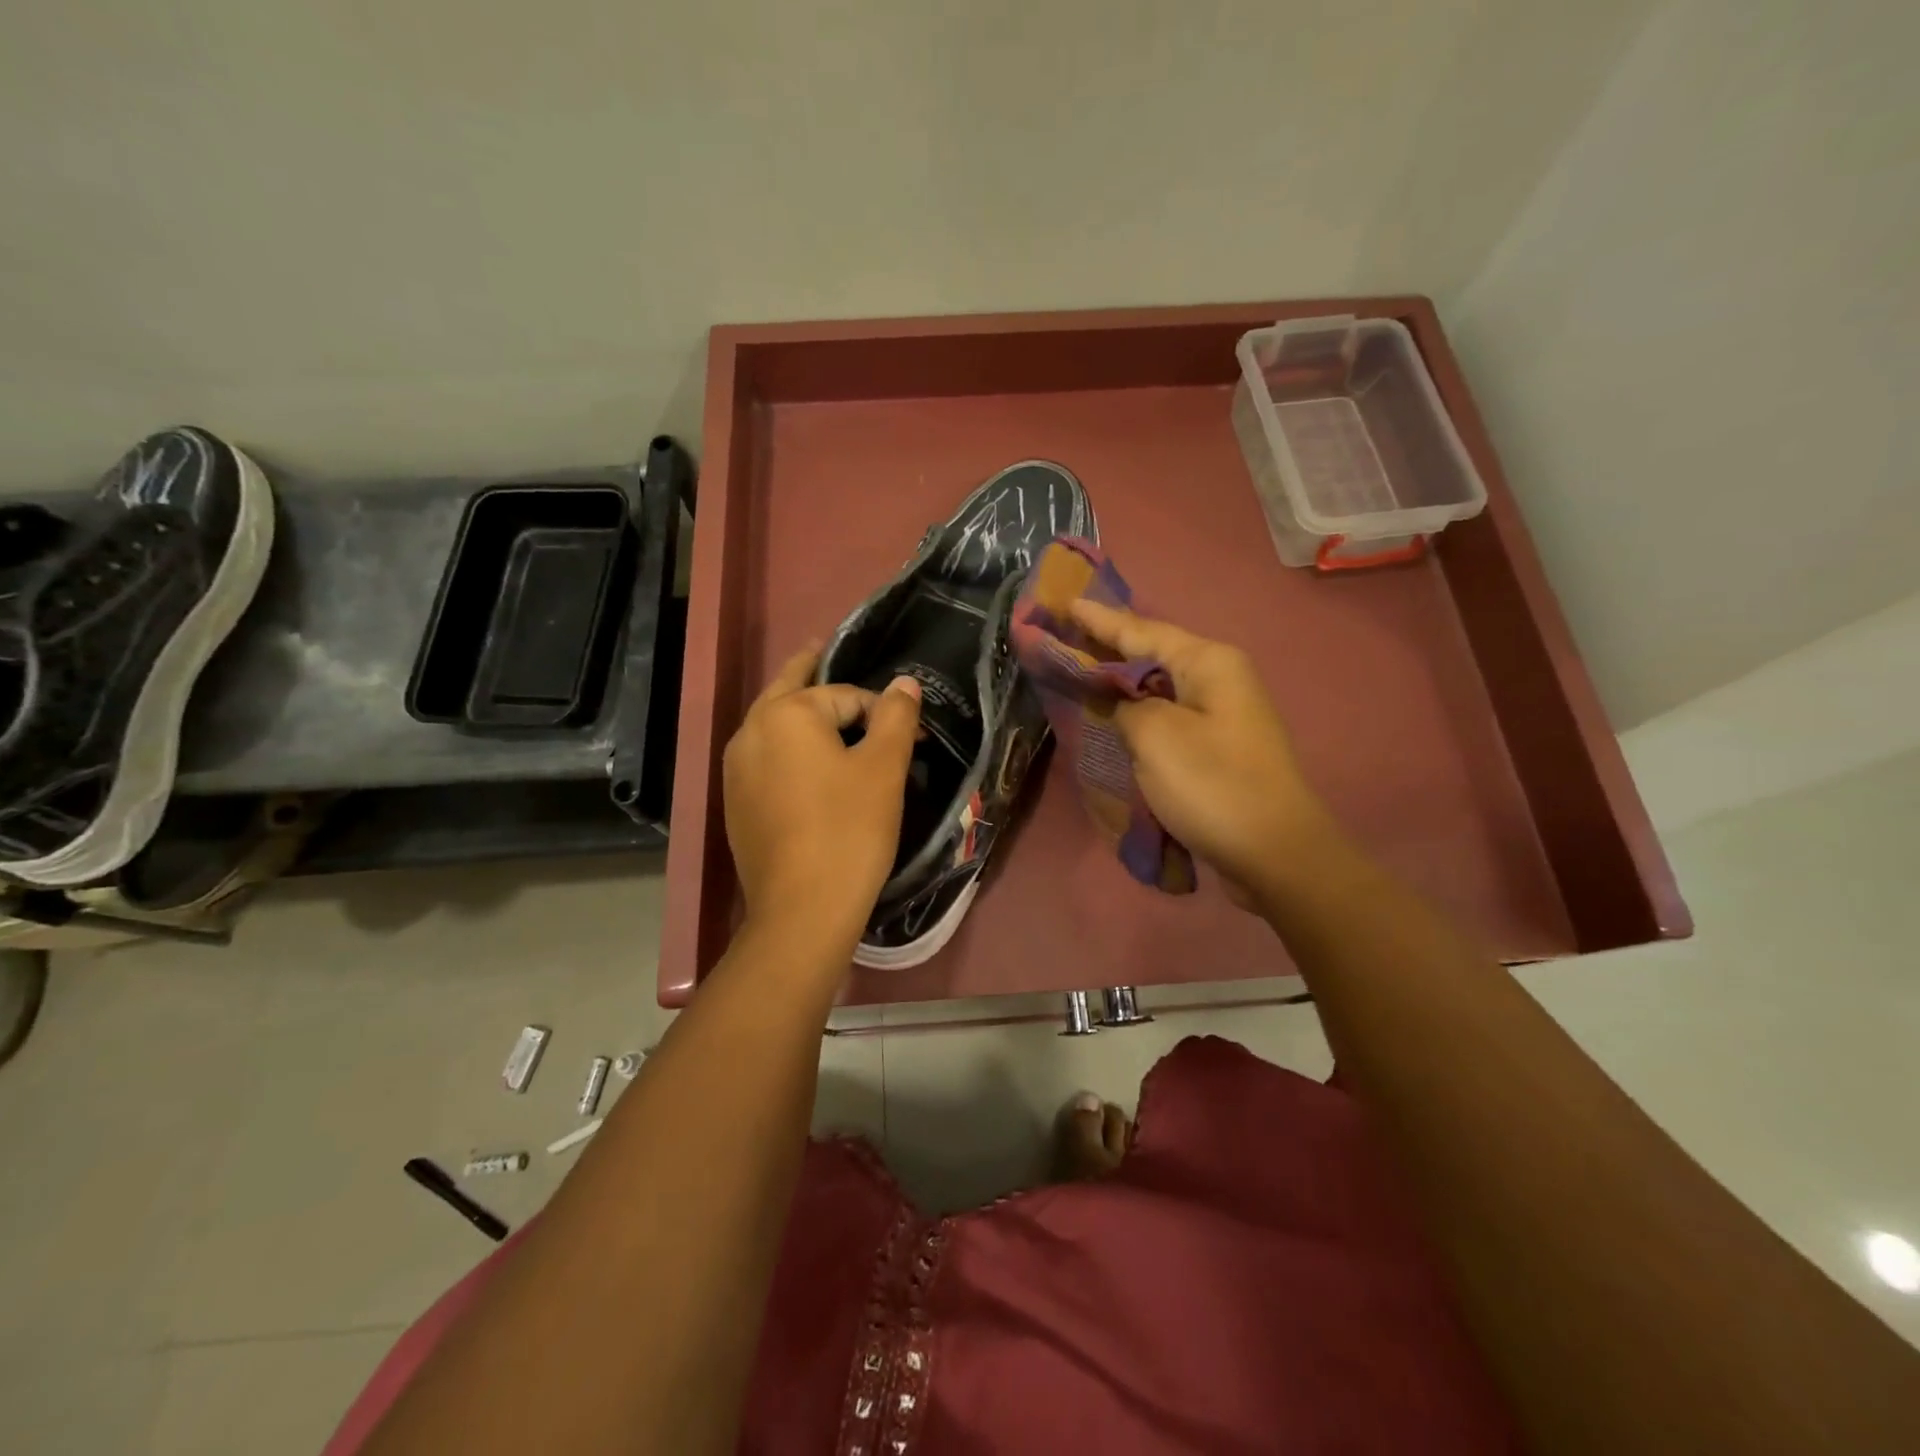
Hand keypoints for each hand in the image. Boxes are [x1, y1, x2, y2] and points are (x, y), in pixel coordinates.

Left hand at [723, 644, 921, 950]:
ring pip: (773, 725)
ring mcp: (736, 770)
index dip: (883, 710)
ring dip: (800, 713)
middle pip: (789, 690)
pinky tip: (809, 766)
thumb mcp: (883, 768)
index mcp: (786, 714)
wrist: (802, 910)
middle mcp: (750, 732)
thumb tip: (904, 682)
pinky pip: (766, 759)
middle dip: (812, 673)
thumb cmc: (849, 830)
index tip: (914, 737)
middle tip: (826, 652)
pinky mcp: (736, 803)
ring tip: (826, 711)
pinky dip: (788, 749)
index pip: (844, 695)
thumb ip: (896, 717)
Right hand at [1070, 600, 1334, 907]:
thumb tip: (1118, 704)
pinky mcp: (1216, 747)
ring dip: (1121, 682)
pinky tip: (1112, 716)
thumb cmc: (1212, 784)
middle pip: (1151, 654)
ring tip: (1079, 670)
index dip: (1100, 620)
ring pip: (1158, 687)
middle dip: (1108, 647)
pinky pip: (1166, 717)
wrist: (1273, 852)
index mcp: (1208, 662)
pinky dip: (1136, 714)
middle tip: (1065, 636)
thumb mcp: (1155, 736)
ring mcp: (1220, 714)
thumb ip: (1124, 706)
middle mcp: (1218, 678)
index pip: (1141, 630)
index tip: (1066, 604)